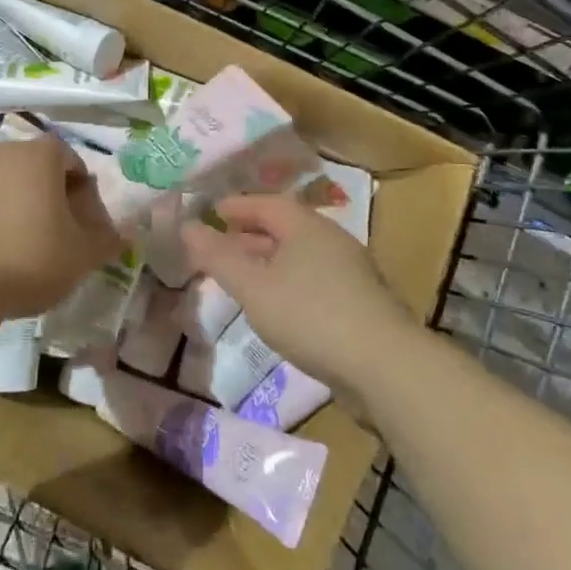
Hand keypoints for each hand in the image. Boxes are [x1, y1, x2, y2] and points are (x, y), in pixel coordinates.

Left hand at [0, 137, 121, 321]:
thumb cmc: (31, 261)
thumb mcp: (83, 256)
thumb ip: (108, 238)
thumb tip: (125, 232)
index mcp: (41, 156)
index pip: (68, 158)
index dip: (78, 186)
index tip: (78, 217)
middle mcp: (3, 151)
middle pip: (32, 164)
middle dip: (42, 189)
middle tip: (47, 228)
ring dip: (7, 196)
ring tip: (9, 236)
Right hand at [181, 193, 413, 394]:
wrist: (384, 366)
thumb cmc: (310, 315)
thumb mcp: (253, 287)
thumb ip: (217, 257)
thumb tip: (186, 226)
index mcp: (306, 226)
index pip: (266, 203)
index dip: (237, 206)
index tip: (212, 212)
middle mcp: (330, 239)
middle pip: (284, 227)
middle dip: (249, 235)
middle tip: (219, 246)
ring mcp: (349, 271)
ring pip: (298, 255)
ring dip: (267, 261)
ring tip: (241, 277)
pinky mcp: (359, 302)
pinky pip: (312, 278)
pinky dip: (286, 282)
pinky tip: (275, 306)